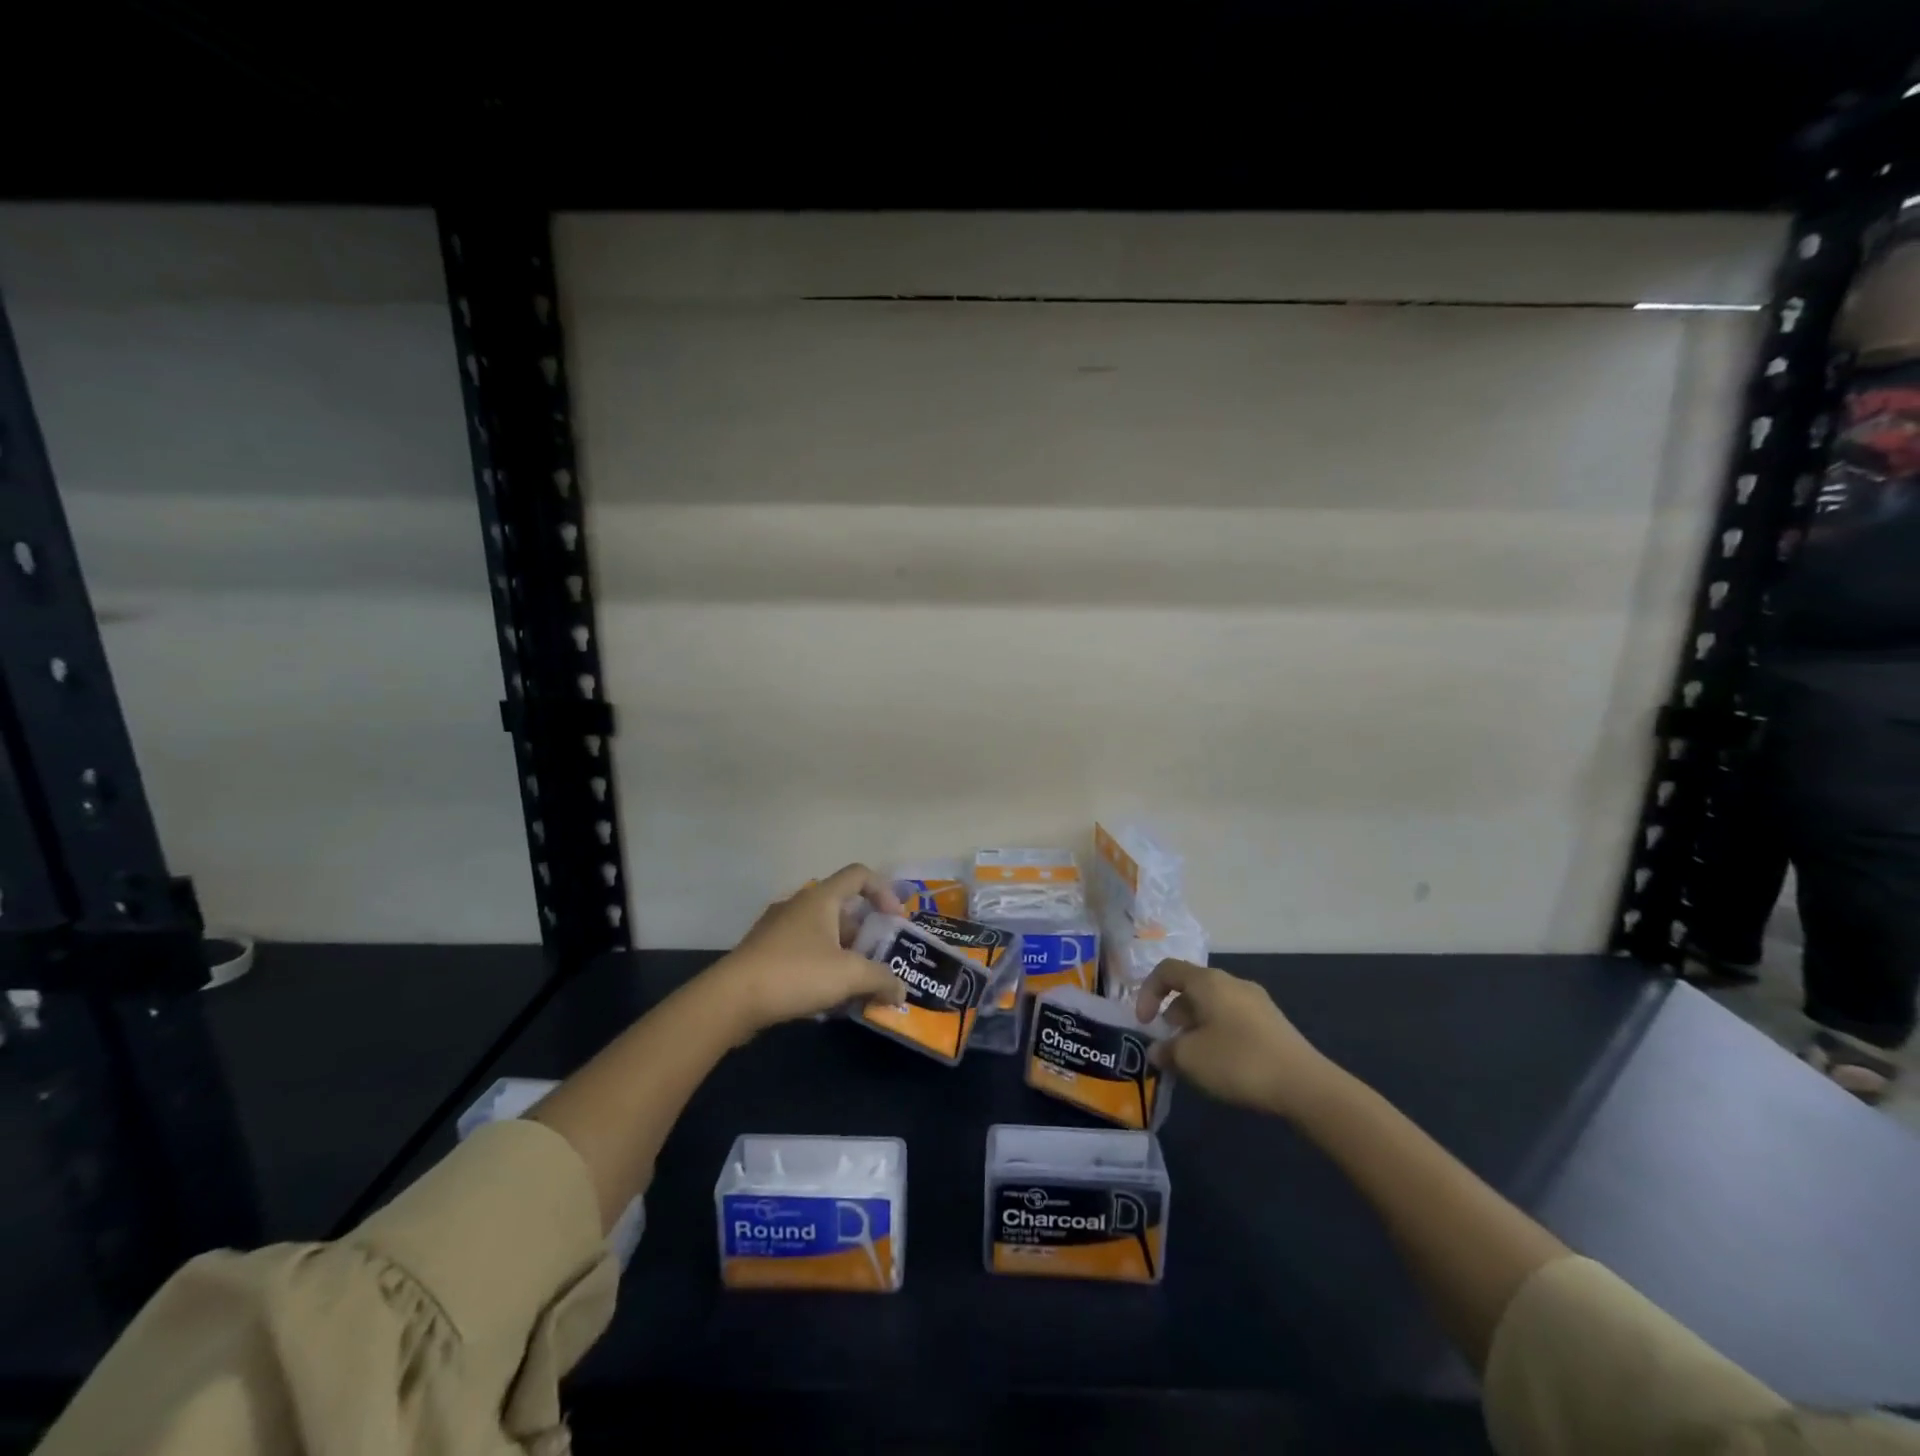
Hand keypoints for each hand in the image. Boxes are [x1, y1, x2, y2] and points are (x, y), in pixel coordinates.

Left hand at [702, 864, 907, 1037]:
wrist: (730, 999)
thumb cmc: (796, 973)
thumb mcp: (849, 975)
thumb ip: (881, 979)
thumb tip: (901, 990)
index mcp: (821, 898)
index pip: (860, 874)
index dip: (884, 892)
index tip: (895, 922)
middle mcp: (799, 904)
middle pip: (843, 909)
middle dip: (866, 936)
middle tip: (878, 963)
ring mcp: (777, 927)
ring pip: (822, 933)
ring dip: (844, 955)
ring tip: (856, 987)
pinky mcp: (763, 951)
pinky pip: (803, 951)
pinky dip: (821, 967)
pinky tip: (825, 999)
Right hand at [1134, 959, 1337, 1118]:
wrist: (1305, 1085)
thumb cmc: (1238, 1061)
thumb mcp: (1191, 1059)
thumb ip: (1167, 1050)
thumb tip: (1158, 1050)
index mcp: (1208, 981)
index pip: (1167, 970)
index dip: (1147, 992)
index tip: (1144, 1023)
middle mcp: (1232, 982)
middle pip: (1191, 987)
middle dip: (1173, 1013)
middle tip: (1170, 1044)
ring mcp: (1256, 1001)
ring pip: (1213, 1004)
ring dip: (1195, 1025)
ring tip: (1194, 1058)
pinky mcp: (1273, 1023)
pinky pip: (1233, 1018)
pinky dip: (1217, 1032)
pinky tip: (1222, 1063)